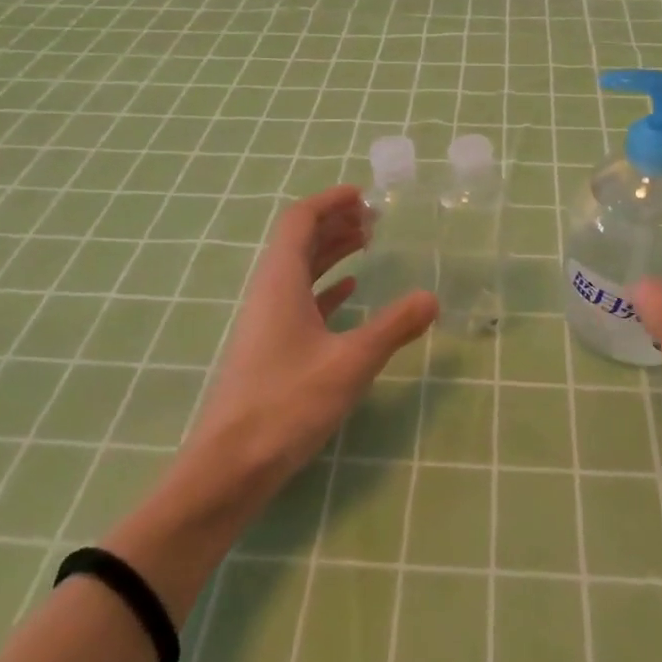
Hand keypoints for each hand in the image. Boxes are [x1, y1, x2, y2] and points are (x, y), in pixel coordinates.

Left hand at [182, 184, 438, 507]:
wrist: (229, 467)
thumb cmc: (286, 404)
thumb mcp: (350, 363)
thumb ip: (392, 328)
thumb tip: (432, 298)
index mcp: (280, 281)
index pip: (299, 220)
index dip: (329, 201)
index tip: (363, 195)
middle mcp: (270, 292)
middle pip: (299, 240)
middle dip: (335, 222)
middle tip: (375, 218)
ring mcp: (267, 320)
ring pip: (300, 269)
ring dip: (331, 252)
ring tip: (369, 244)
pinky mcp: (270, 347)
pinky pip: (299, 299)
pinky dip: (325, 287)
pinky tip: (350, 291)